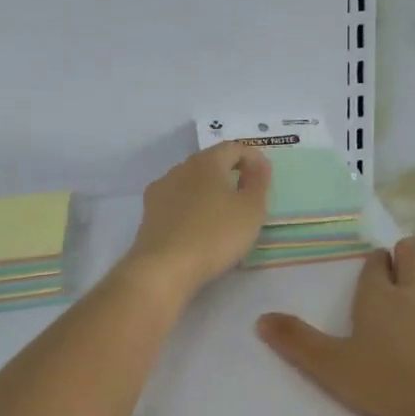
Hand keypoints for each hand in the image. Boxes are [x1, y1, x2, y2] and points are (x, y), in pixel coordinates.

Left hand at [118, 142, 270, 300]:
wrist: (165, 267)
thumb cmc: (216, 235)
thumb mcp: (251, 210)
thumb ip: (259, 182)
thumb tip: (260, 164)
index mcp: (207, 162)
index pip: (234, 147)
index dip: (253, 158)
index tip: (264, 178)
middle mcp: (181, 168)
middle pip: (210, 162)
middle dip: (230, 174)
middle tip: (246, 197)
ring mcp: (161, 189)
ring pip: (191, 181)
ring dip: (208, 190)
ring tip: (222, 215)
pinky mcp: (149, 212)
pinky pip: (177, 201)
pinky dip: (191, 207)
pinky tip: (197, 227)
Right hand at [256, 239, 414, 415]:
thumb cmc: (391, 380)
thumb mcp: (333, 367)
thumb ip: (298, 343)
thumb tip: (260, 318)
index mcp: (378, 298)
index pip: (375, 268)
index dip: (374, 262)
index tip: (376, 259)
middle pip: (413, 257)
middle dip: (405, 253)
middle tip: (402, 257)